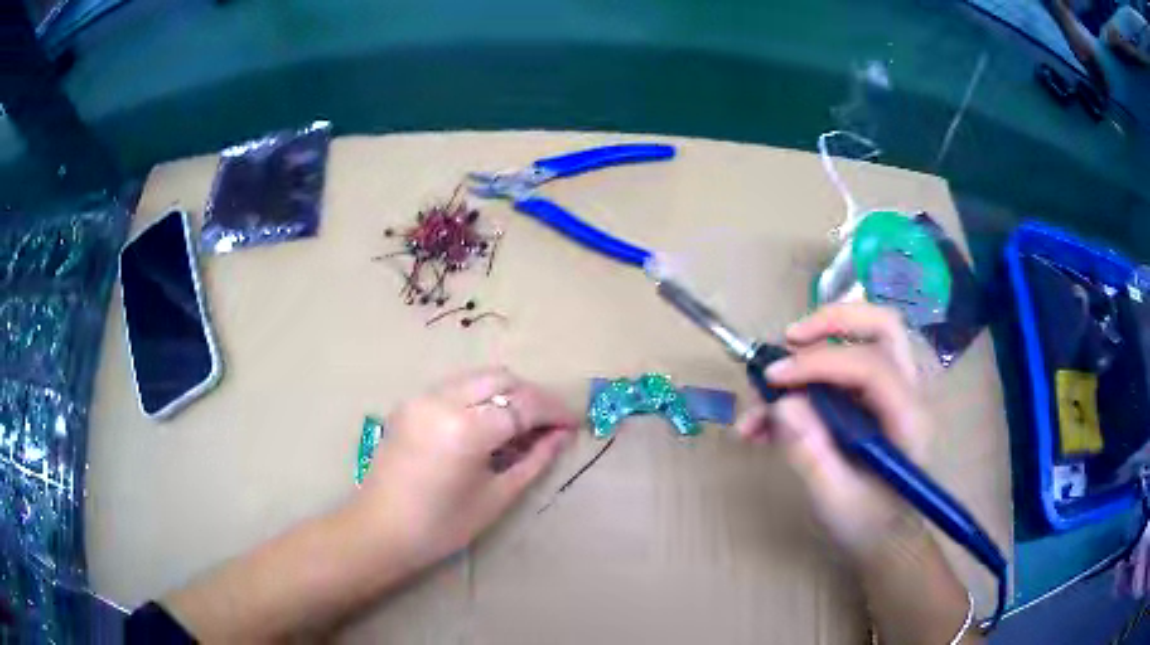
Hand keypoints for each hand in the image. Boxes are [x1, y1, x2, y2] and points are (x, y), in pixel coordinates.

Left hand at [358, 368, 579, 568]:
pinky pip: (455, 387)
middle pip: (501, 377)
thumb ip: (534, 460)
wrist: (380, 531)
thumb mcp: (496, 497)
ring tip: (520, 425)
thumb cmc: (442, 526)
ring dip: (505, 393)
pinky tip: (486, 425)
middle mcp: (441, 400)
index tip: (573, 424)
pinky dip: (479, 397)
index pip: (523, 404)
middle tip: (548, 425)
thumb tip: (562, 436)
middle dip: (531, 396)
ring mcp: (421, 398)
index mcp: (465, 429)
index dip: (554, 411)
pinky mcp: (409, 403)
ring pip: (477, 377)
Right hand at [736, 303, 930, 559]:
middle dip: (832, 321)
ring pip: (862, 339)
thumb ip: (812, 454)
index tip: (772, 380)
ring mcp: (891, 393)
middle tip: (790, 338)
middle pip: (881, 326)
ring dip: (814, 348)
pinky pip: (841, 372)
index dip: (819, 363)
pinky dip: (804, 384)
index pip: (870, 365)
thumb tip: (782, 404)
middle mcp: (907, 393)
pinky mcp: (871, 401)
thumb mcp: (836, 501)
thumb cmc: (869, 525)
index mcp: (907, 419)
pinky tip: (767, 421)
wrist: (887, 540)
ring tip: (765, 389)